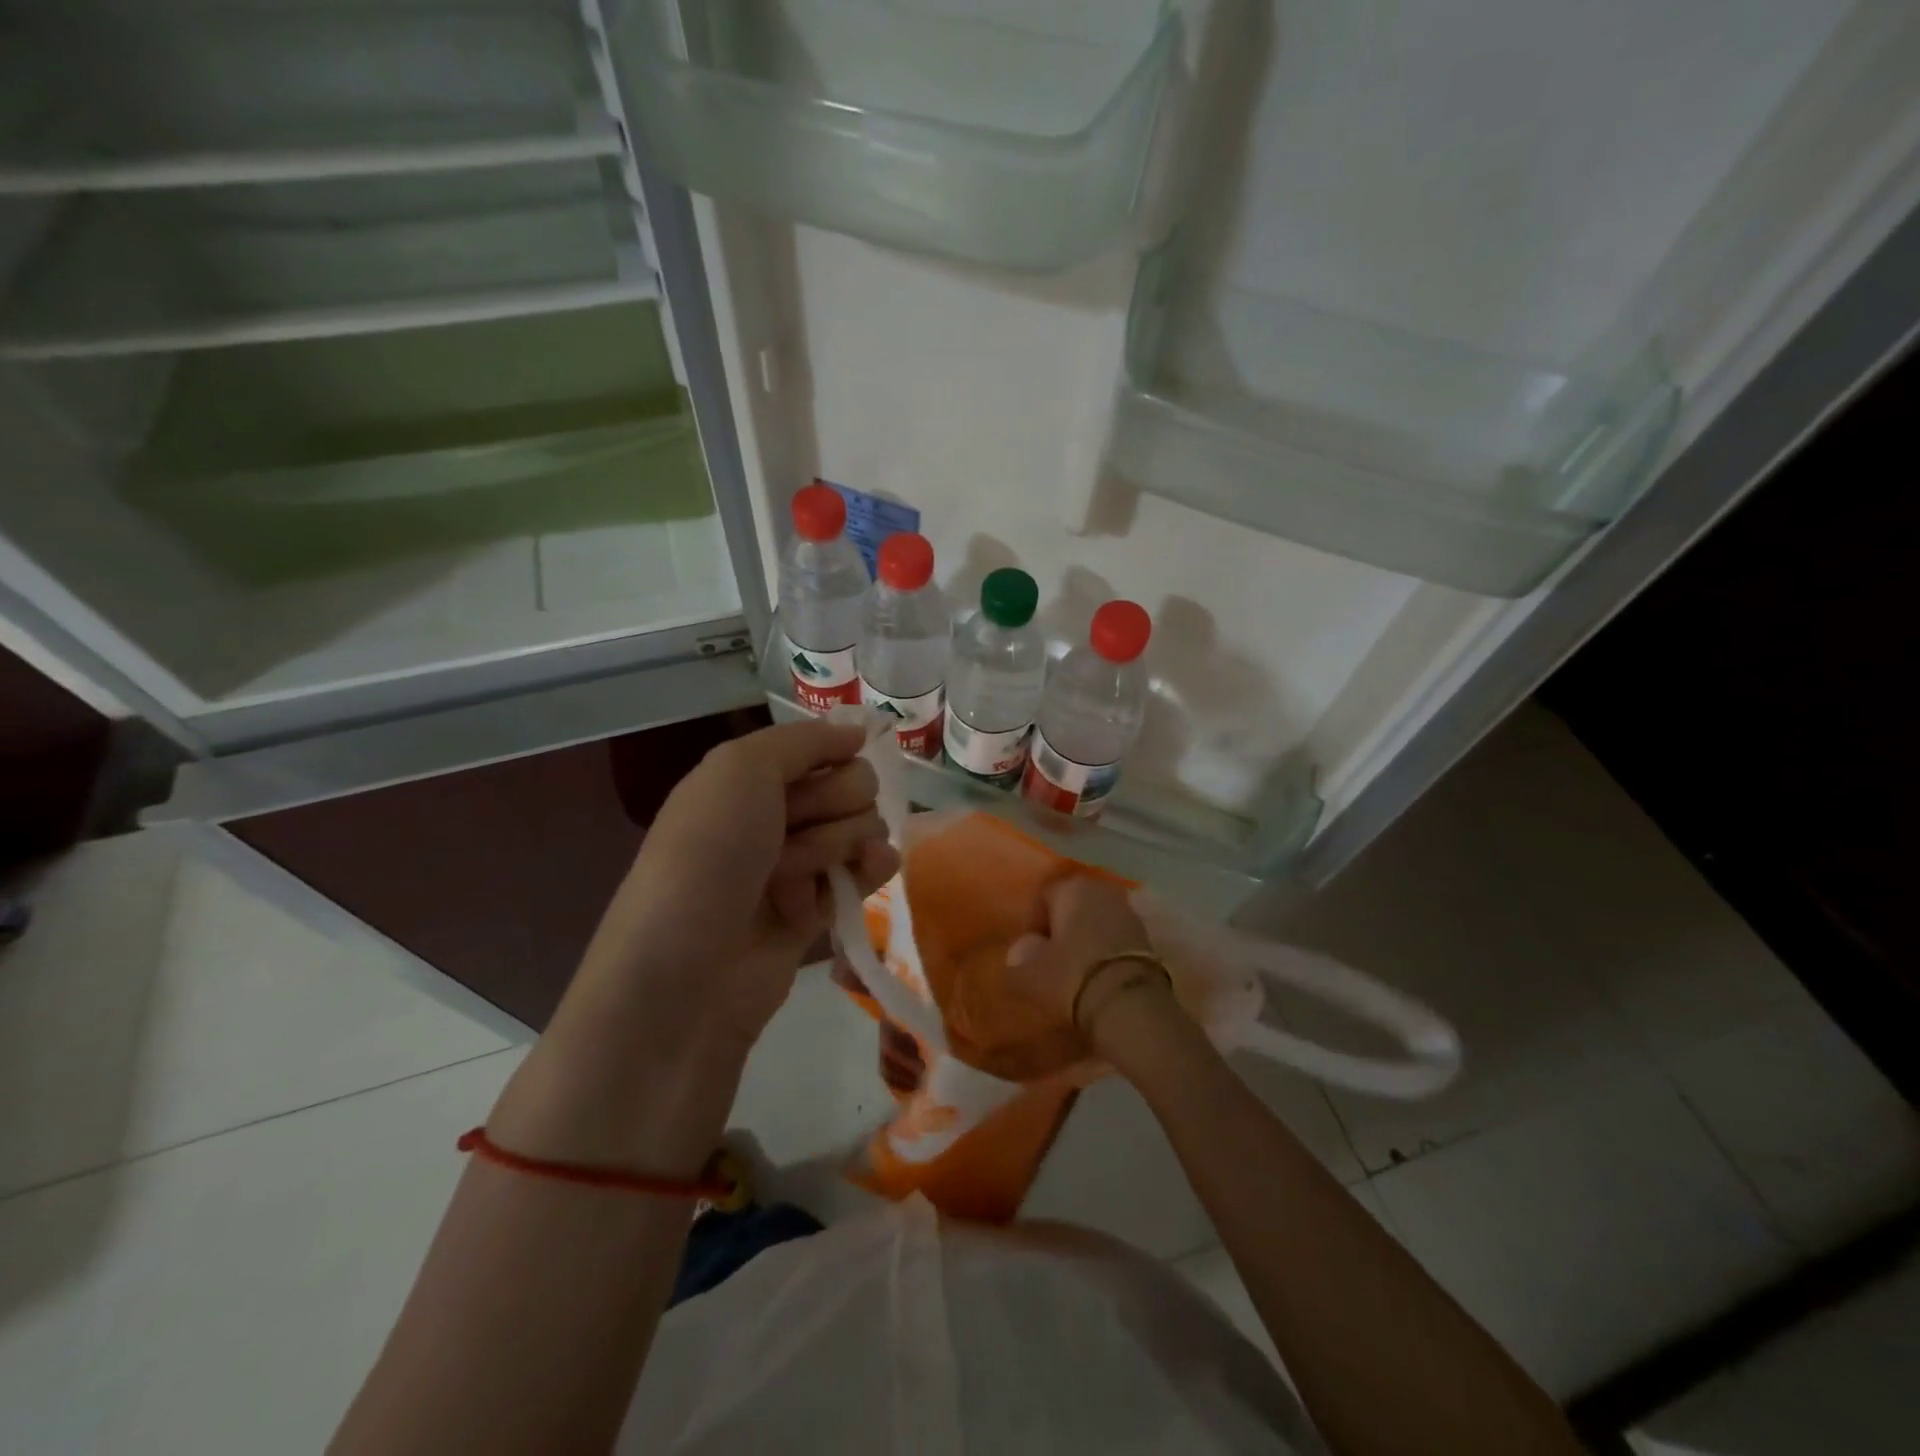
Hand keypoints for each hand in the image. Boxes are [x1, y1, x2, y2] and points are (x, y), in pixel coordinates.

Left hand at [584, 720, 899, 1046]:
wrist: (685, 976)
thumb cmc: (707, 857)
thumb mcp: (740, 770)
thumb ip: (803, 741)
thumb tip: (858, 731)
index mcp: (746, 780)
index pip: (820, 747)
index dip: (832, 755)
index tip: (833, 765)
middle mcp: (772, 817)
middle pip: (849, 785)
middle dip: (834, 804)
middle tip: (795, 832)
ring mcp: (795, 866)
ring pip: (860, 827)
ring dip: (840, 843)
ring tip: (799, 875)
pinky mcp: (817, 912)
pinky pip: (866, 872)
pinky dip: (872, 867)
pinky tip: (872, 869)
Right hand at [943, 875, 1166, 1079]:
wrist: (1128, 1003)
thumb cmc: (1070, 975)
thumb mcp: (1029, 970)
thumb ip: (1020, 955)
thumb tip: (1022, 950)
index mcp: (1071, 887)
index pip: (1043, 897)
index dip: (1033, 923)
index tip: (1028, 950)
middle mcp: (1102, 890)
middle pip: (1074, 906)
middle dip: (1062, 928)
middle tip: (1051, 958)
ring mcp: (1129, 912)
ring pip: (1097, 921)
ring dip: (1086, 940)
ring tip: (1075, 970)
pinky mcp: (1148, 938)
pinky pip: (1117, 939)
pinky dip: (1106, 953)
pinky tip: (1099, 976)